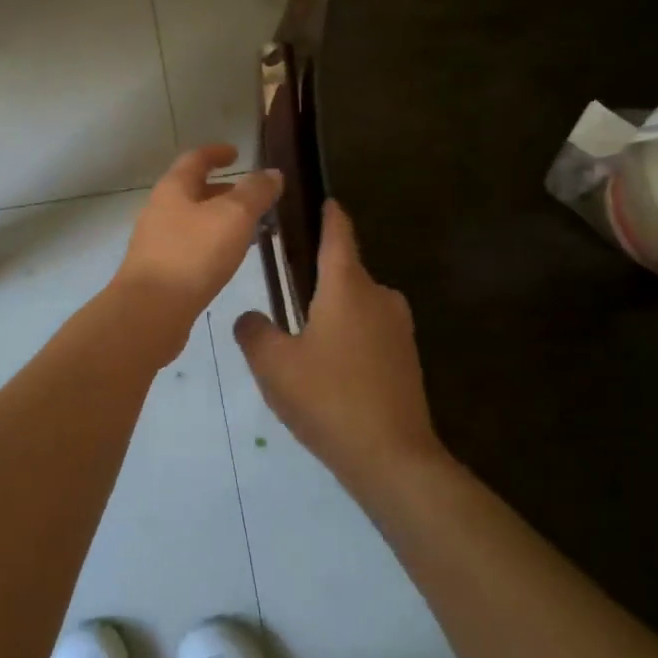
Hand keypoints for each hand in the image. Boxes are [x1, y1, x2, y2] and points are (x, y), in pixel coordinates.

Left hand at [114, 145, 282, 323]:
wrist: (150, 312)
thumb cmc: (193, 254)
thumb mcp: (233, 216)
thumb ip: (255, 192)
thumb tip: (272, 173)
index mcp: (173, 188)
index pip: (196, 159)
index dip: (217, 153)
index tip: (237, 153)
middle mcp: (160, 209)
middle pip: (194, 191)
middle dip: (224, 191)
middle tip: (255, 198)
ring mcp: (157, 242)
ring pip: (194, 221)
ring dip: (221, 221)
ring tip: (253, 231)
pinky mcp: (160, 271)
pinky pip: (191, 247)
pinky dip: (213, 245)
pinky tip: (230, 261)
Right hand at [234, 200, 446, 495]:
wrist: (392, 458)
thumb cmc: (328, 398)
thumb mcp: (274, 365)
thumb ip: (254, 332)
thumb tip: (250, 317)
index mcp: (347, 287)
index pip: (338, 234)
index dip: (329, 214)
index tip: (323, 200)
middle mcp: (379, 297)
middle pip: (346, 272)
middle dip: (319, 276)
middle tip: (285, 290)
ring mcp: (399, 329)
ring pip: (358, 305)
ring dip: (333, 311)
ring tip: (302, 336)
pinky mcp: (407, 359)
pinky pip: (371, 332)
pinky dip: (349, 337)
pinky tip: (329, 368)